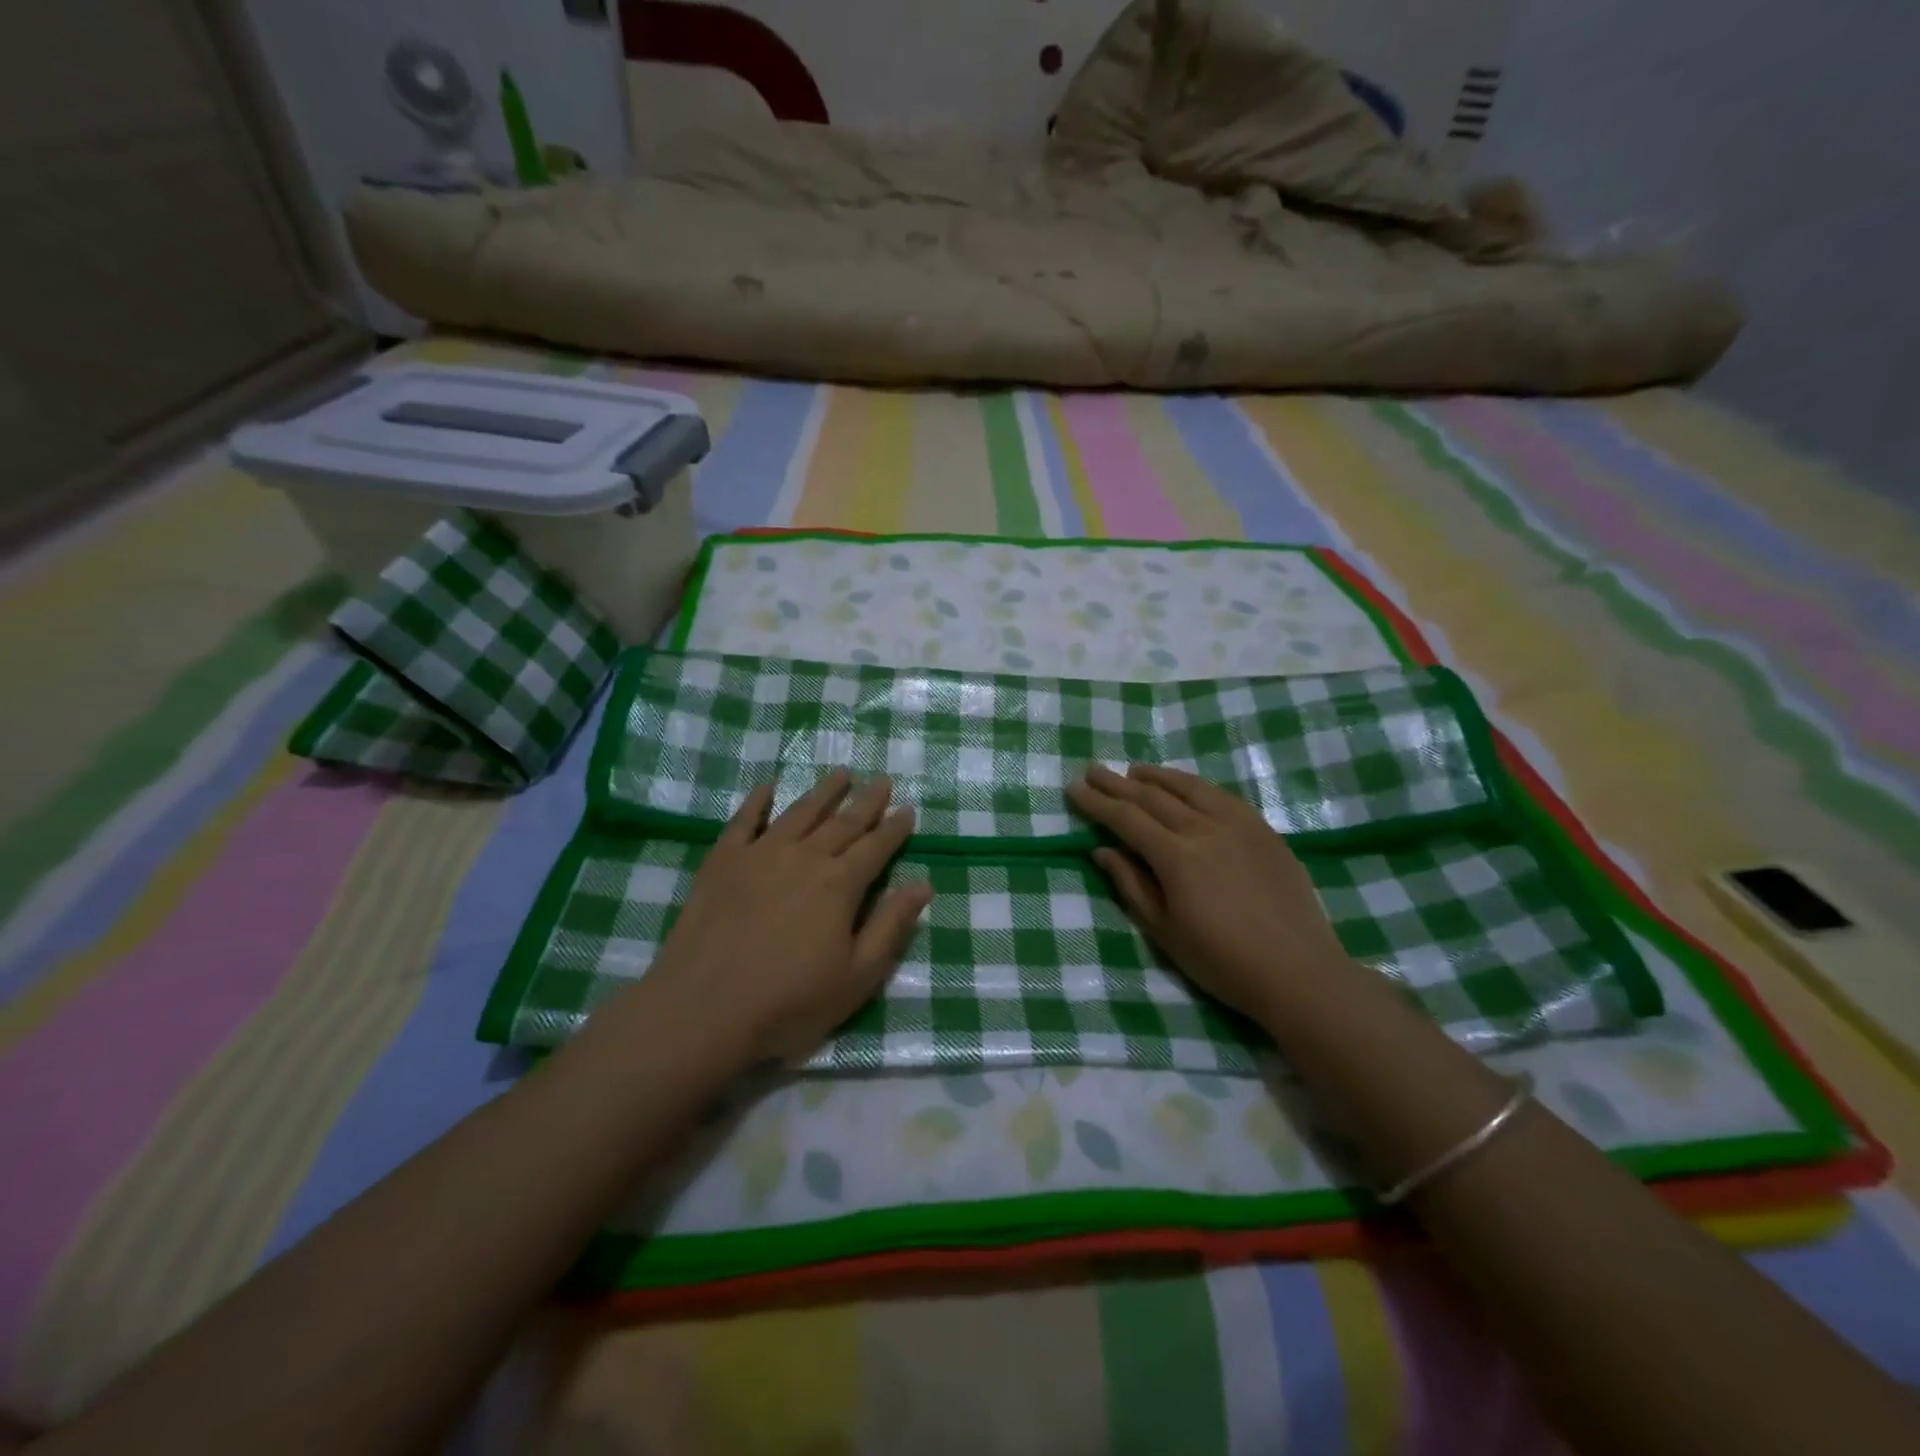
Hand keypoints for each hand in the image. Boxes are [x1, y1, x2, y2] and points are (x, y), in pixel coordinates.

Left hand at [643, 771, 930, 1063]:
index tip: (907, 809)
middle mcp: (804, 857)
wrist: (703, 1009)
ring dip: (823, 792)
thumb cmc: (788, 1002)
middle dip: (866, 801)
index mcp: (840, 885)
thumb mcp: (856, 976)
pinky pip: (744, 820)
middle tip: (882, 780)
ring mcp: (760, 854)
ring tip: (841, 774)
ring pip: (799, 812)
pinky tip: (767, 787)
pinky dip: (757, 801)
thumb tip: (923, 884)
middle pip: (842, 822)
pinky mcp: (722, 861)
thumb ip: (891, 926)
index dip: (894, 828)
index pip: (876, 846)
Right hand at [1066, 763, 1352, 1021]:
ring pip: (1188, 787)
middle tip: (1093, 769)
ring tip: (1133, 770)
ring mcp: (1238, 824)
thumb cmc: (1222, 961)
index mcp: (1176, 857)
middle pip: (1152, 797)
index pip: (1126, 819)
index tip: (1073, 788)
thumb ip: (1132, 885)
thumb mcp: (1164, 931)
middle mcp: (1204, 829)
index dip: (1097, 802)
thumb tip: (1103, 851)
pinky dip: (1194, 784)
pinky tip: (1184, 786)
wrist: (1297, 970)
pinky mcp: (1263, 829)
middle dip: (1117, 782)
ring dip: (1156, 776)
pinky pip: (1221, 795)